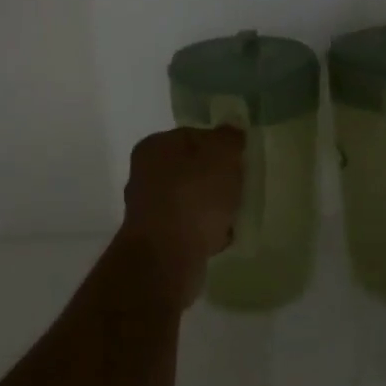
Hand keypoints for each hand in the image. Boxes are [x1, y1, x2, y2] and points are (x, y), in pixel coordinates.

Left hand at [118, 126, 244, 304]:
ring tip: (234, 216)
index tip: (240, 162)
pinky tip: (221, 238)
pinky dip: (204, 231)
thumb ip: (229, 137)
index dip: (221, 147)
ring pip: (191, 199)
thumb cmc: (194, 198)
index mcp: (155, 146)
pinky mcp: (156, 238)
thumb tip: (232, 127)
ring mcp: (148, 207)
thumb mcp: (222, 156)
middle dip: (217, 179)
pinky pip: (188, 227)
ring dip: (212, 207)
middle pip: (192, 168)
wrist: (167, 259)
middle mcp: (144, 173)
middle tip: (240, 188)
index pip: (195, 135)